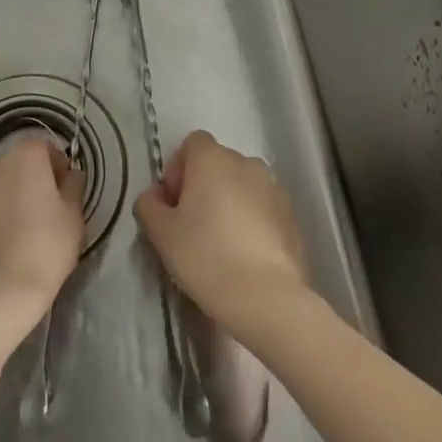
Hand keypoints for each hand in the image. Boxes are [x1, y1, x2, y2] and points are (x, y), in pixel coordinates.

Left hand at [0, 130, 84, 332]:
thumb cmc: (44, 249)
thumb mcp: (73, 217)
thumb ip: (74, 186)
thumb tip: (71, 175)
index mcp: (24, 157)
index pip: (45, 148)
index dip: (58, 168)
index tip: (65, 194)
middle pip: (18, 164)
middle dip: (31, 181)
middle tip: (45, 214)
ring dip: (8, 197)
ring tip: (20, 232)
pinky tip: (0, 246)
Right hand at [134, 130, 309, 331]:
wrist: (266, 297)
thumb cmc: (206, 256)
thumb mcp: (161, 233)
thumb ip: (149, 205)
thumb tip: (156, 197)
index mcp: (213, 158)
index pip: (192, 144)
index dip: (178, 169)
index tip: (174, 203)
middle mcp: (246, 163)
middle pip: (218, 164)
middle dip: (204, 186)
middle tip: (193, 225)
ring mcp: (274, 188)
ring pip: (243, 186)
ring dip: (230, 202)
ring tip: (222, 242)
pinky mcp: (292, 216)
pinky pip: (264, 208)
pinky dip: (253, 221)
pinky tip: (246, 255)